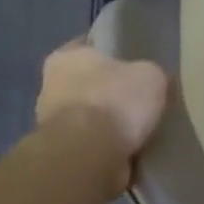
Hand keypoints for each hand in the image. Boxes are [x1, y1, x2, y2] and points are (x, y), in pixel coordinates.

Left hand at [35, 37, 169, 196]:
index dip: (113, 52)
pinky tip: (132, 151)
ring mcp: (51, 125)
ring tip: (141, 130)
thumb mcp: (151, 76)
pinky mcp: (61, 155)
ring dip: (109, 124)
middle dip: (111, 92)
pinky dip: (108, 148)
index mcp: (66, 57)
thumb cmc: (115, 102)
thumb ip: (150, 75)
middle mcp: (51, 87)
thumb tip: (152, 82)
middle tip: (141, 99)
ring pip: (89, 117)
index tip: (134, 62)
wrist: (88, 157)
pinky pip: (92, 145)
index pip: (89, 46)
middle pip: (88, 84)